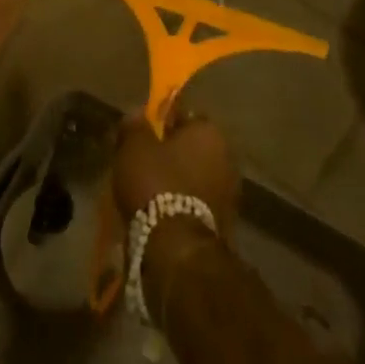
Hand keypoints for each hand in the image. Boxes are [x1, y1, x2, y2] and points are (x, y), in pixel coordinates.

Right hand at [114, 113, 240, 228]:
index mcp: (210, 132)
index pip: (185, 117)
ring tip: (150, 193)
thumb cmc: (157, 184)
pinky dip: (183, 206)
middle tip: (144, 164)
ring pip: (196, 178)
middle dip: (171, 155)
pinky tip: (162, 214)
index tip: (143, 136)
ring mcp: (230, 194)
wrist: (179, 250)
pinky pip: (198, 204)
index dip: (161, 124)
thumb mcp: (134, 146)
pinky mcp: (226, 226)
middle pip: (192, 149)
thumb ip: (136, 125)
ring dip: (178, 182)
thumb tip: (138, 113)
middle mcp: (227, 158)